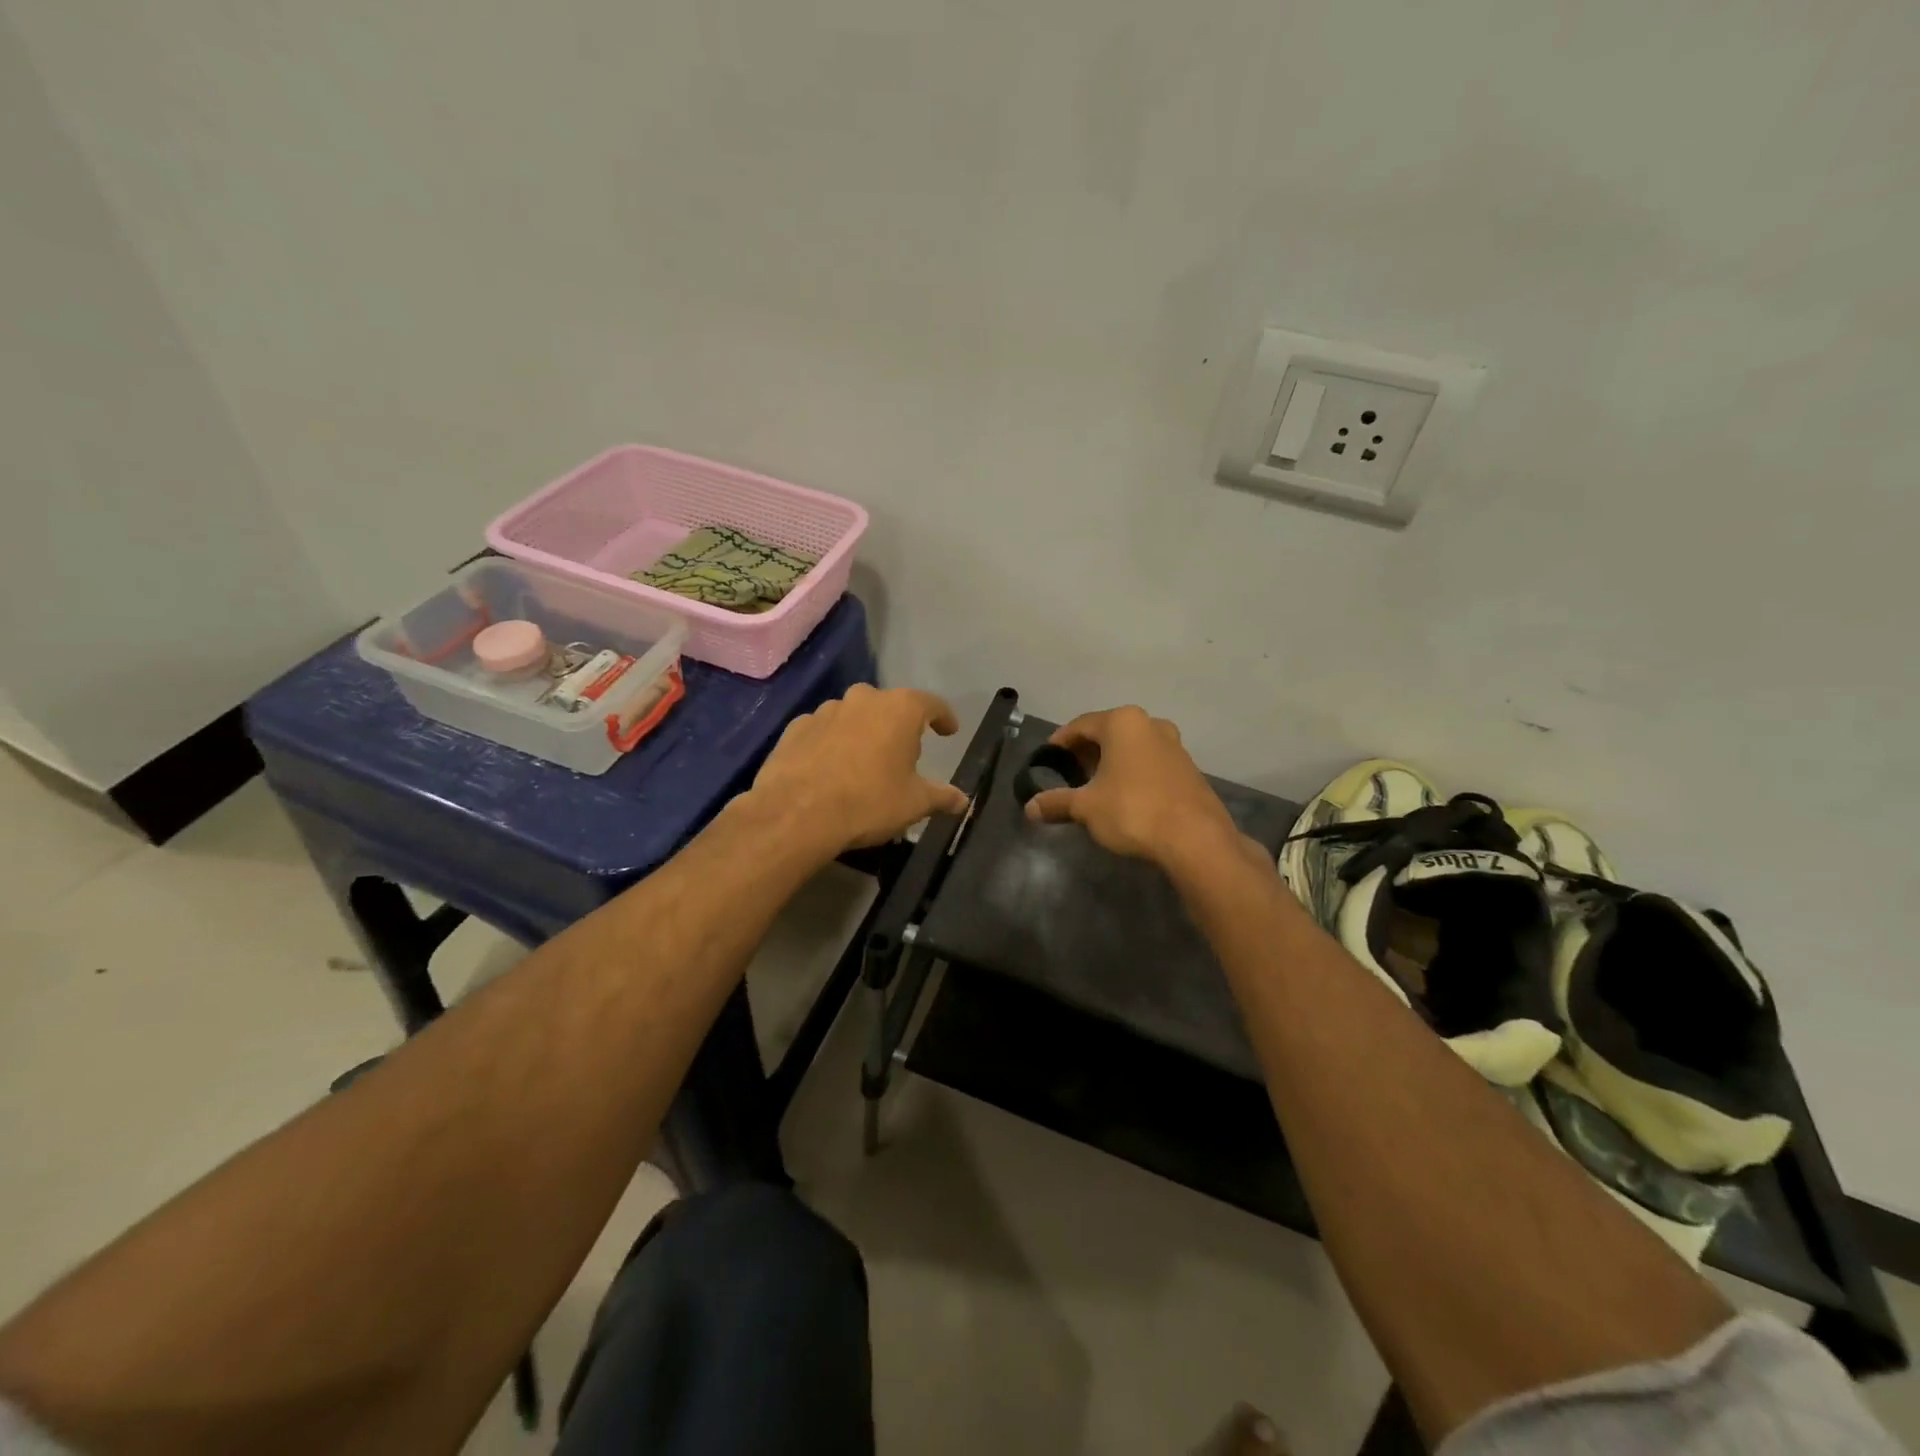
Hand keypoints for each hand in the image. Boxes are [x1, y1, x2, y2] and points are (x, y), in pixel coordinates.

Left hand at [750, 684, 969, 853]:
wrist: (796, 813)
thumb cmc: (868, 802)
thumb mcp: (914, 804)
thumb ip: (942, 796)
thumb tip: (964, 801)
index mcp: (899, 709)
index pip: (931, 704)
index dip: (944, 717)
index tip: (949, 731)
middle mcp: (863, 699)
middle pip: (889, 707)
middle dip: (899, 727)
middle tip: (904, 756)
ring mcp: (825, 710)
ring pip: (853, 717)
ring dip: (863, 734)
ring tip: (864, 765)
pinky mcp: (795, 728)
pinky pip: (823, 731)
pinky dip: (831, 744)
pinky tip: (830, 769)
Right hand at [1024, 705, 1241, 870]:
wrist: (1195, 839)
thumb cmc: (1133, 810)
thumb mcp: (1086, 807)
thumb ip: (1057, 802)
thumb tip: (1029, 808)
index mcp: (1123, 722)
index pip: (1080, 725)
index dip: (1060, 741)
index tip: (1047, 758)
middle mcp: (1150, 724)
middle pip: (1108, 732)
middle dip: (1086, 751)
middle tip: (1069, 773)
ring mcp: (1174, 745)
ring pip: (1132, 746)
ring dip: (1111, 761)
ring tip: (1095, 786)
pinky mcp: (1189, 769)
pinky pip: (1150, 762)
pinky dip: (1133, 772)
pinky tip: (1124, 796)